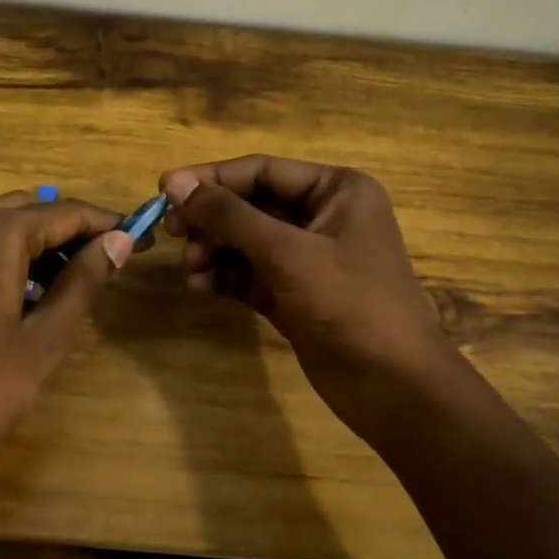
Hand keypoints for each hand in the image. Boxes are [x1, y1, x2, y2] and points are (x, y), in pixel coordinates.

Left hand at [0, 191, 134, 520]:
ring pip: (1, 227)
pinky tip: (31, 294)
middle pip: (29, 211)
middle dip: (73, 231)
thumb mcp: (43, 339)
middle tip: (113, 260)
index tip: (145, 237)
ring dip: (41, 245)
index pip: (63, 213)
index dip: (107, 224)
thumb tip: (119, 240)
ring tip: (78, 282)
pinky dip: (9, 258)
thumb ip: (83, 282)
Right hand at [160, 156, 457, 437]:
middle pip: (250, 205)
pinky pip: (248, 275)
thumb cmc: (351, 305)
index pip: (261, 170)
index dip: (212, 179)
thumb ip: (229, 215)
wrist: (394, 388)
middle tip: (172, 232)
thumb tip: (175, 182)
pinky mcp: (293, 295)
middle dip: (211, 219)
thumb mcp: (287, 253)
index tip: (164, 190)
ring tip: (192, 267)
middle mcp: (322, 217)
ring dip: (214, 250)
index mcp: (336, 191)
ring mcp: (307, 258)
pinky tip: (201, 287)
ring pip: (245, 242)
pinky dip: (223, 277)